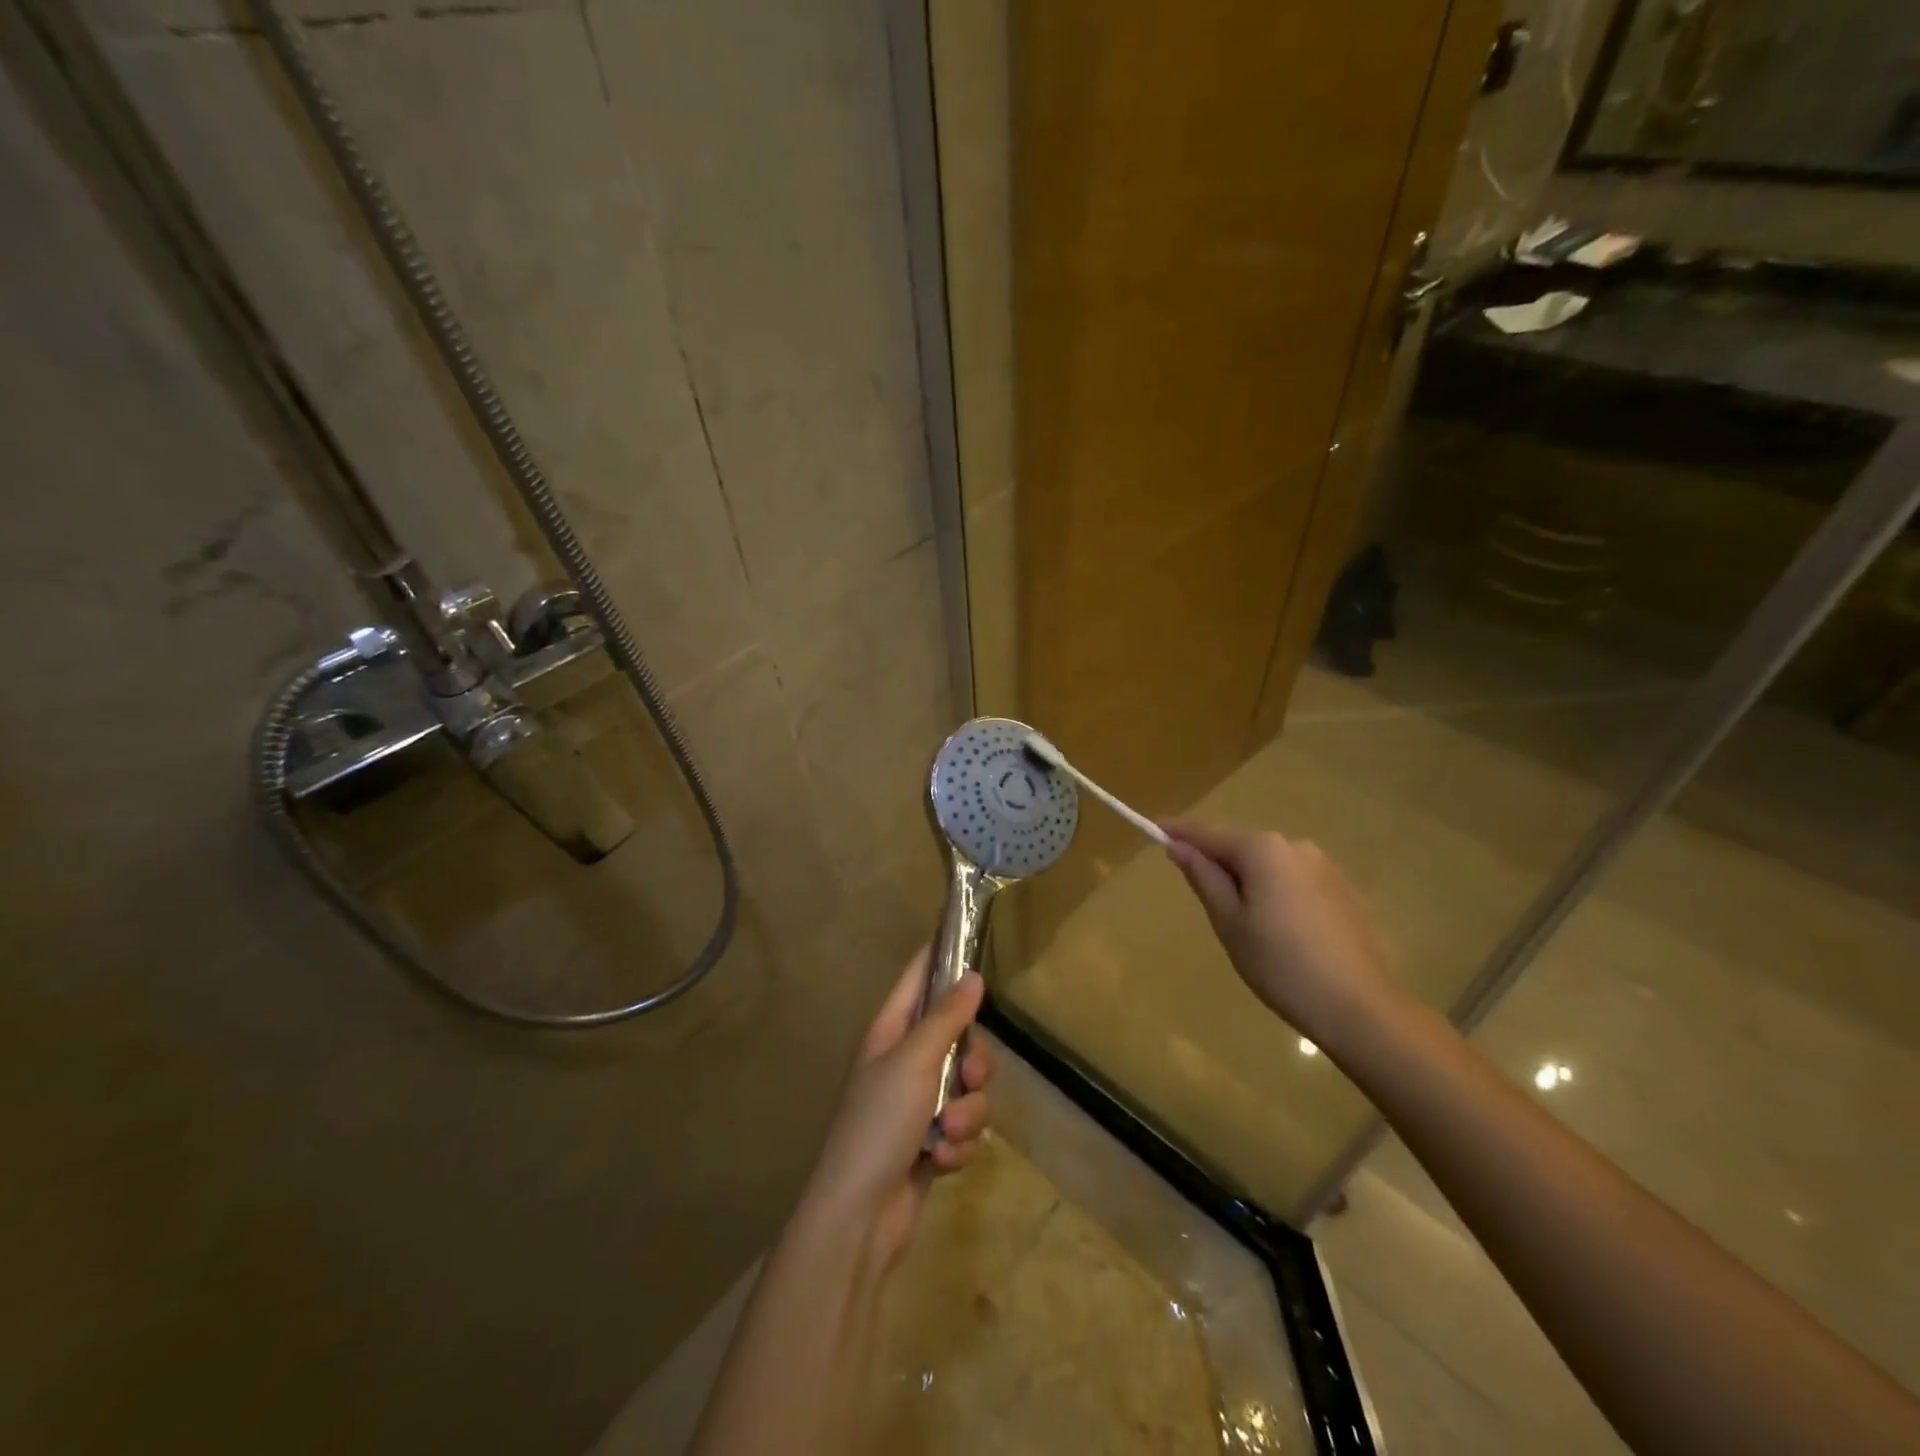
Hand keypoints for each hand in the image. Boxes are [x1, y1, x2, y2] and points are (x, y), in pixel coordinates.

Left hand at [801, 947, 992, 1268]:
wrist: (860, 1217)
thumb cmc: (878, 1124)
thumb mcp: (914, 1061)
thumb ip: (947, 1018)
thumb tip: (973, 976)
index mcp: (891, 1032)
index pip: (919, 978)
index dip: (943, 957)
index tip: (973, 940)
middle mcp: (906, 1061)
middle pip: (959, 1037)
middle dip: (972, 1063)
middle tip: (968, 1078)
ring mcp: (919, 1104)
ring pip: (969, 1088)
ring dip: (966, 1114)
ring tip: (946, 1135)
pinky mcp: (933, 1142)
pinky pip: (965, 1128)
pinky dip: (959, 1147)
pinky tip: (941, 1163)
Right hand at [1163, 819, 1404, 1053]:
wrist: (1360, 1008)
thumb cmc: (1280, 964)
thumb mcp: (1229, 922)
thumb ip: (1204, 877)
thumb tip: (1179, 847)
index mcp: (1263, 849)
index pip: (1209, 833)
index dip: (1179, 831)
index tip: (1153, 826)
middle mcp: (1295, 846)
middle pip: (1241, 845)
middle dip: (1216, 859)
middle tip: (1194, 887)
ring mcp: (1324, 867)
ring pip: (1269, 863)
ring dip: (1246, 877)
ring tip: (1236, 917)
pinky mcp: (1343, 891)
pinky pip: (1293, 879)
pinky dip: (1273, 890)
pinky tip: (1274, 926)